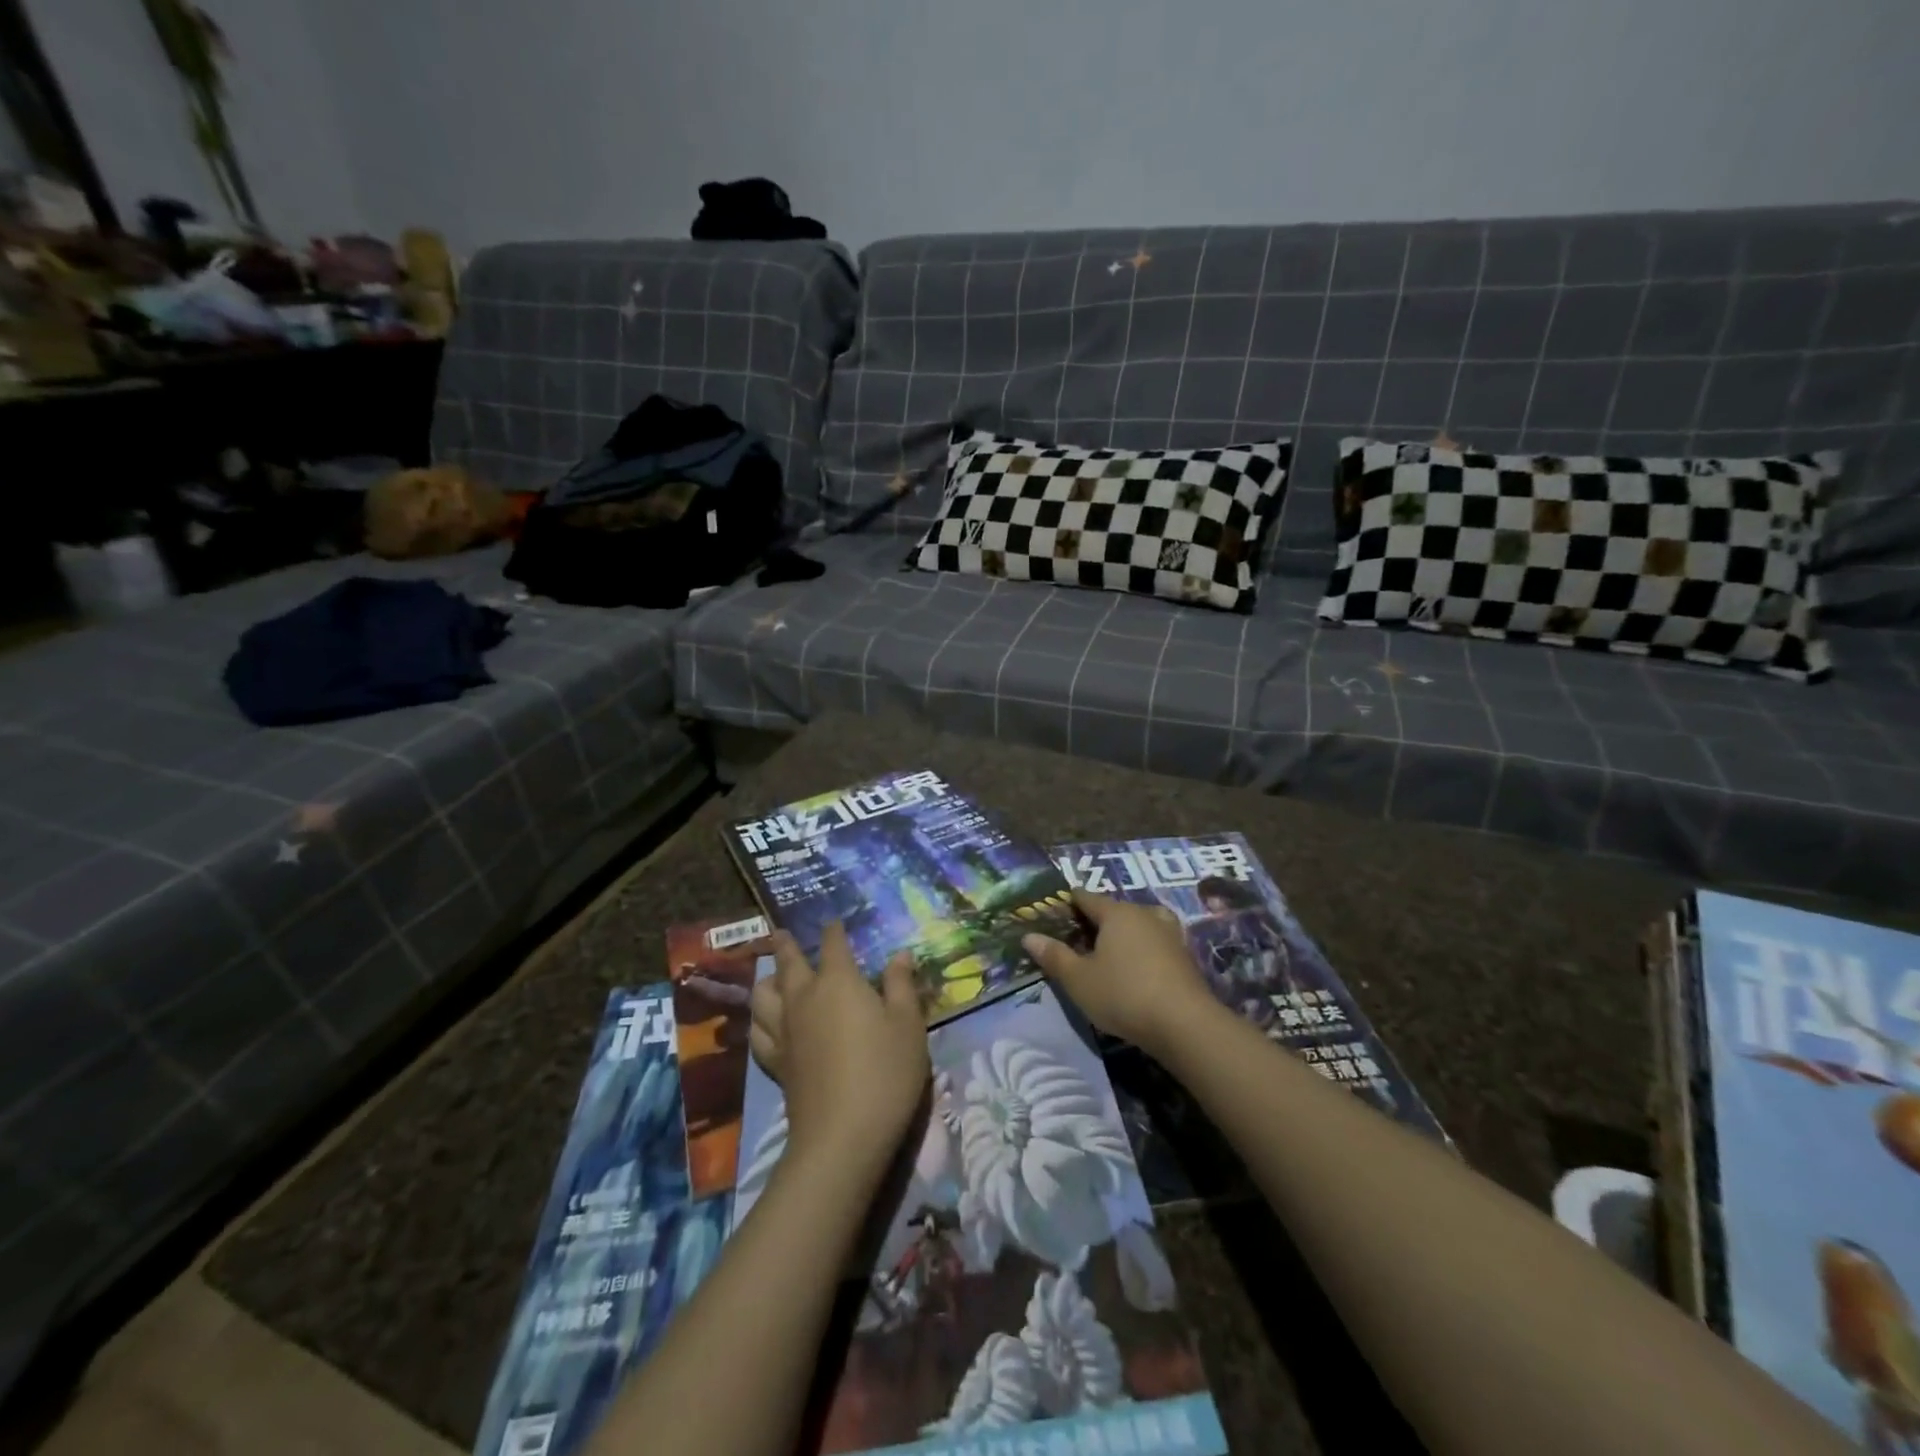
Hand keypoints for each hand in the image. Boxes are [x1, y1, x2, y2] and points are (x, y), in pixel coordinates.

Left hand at [748, 923, 929, 1177]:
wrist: (843, 1134)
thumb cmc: (885, 1071)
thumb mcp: (908, 1024)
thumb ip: (901, 985)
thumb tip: (899, 954)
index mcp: (839, 981)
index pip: (833, 944)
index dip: (835, 930)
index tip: (836, 922)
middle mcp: (804, 997)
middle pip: (788, 962)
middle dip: (787, 945)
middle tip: (782, 934)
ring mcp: (785, 1030)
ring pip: (763, 995)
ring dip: (767, 979)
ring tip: (770, 976)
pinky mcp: (776, 1062)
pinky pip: (759, 1033)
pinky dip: (760, 1021)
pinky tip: (766, 1023)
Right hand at [1022, 890, 1218, 1058]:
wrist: (1184, 1024)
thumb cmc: (1123, 994)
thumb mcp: (1078, 979)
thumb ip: (1054, 956)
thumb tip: (1029, 936)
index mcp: (1116, 913)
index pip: (1087, 897)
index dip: (1069, 902)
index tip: (1055, 910)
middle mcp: (1144, 914)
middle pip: (1114, 909)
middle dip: (1096, 919)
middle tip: (1077, 937)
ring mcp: (1169, 933)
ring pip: (1139, 923)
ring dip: (1124, 932)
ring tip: (1110, 950)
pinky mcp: (1184, 956)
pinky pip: (1155, 942)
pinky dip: (1143, 948)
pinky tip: (1137, 966)